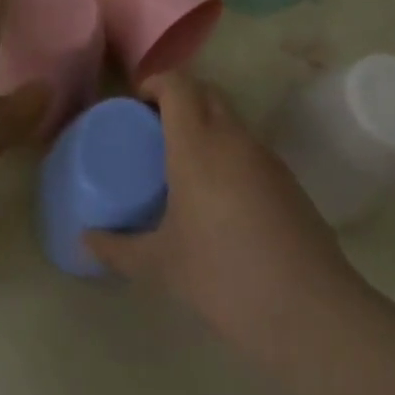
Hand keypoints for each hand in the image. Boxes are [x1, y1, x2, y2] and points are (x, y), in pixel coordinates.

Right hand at [86, 74, 355, 347]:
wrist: (310, 311)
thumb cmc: (224, 278)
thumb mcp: (161, 266)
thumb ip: (118, 248)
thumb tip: (85, 239)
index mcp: (197, 145)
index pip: (178, 84)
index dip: (156, 83)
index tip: (137, 104)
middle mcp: (233, 138)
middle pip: (205, 91)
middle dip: (179, 98)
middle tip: (155, 129)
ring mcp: (265, 156)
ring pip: (230, 117)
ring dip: (206, 122)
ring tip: (184, 162)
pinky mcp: (287, 179)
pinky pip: (249, 145)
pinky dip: (228, 150)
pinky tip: (219, 195)